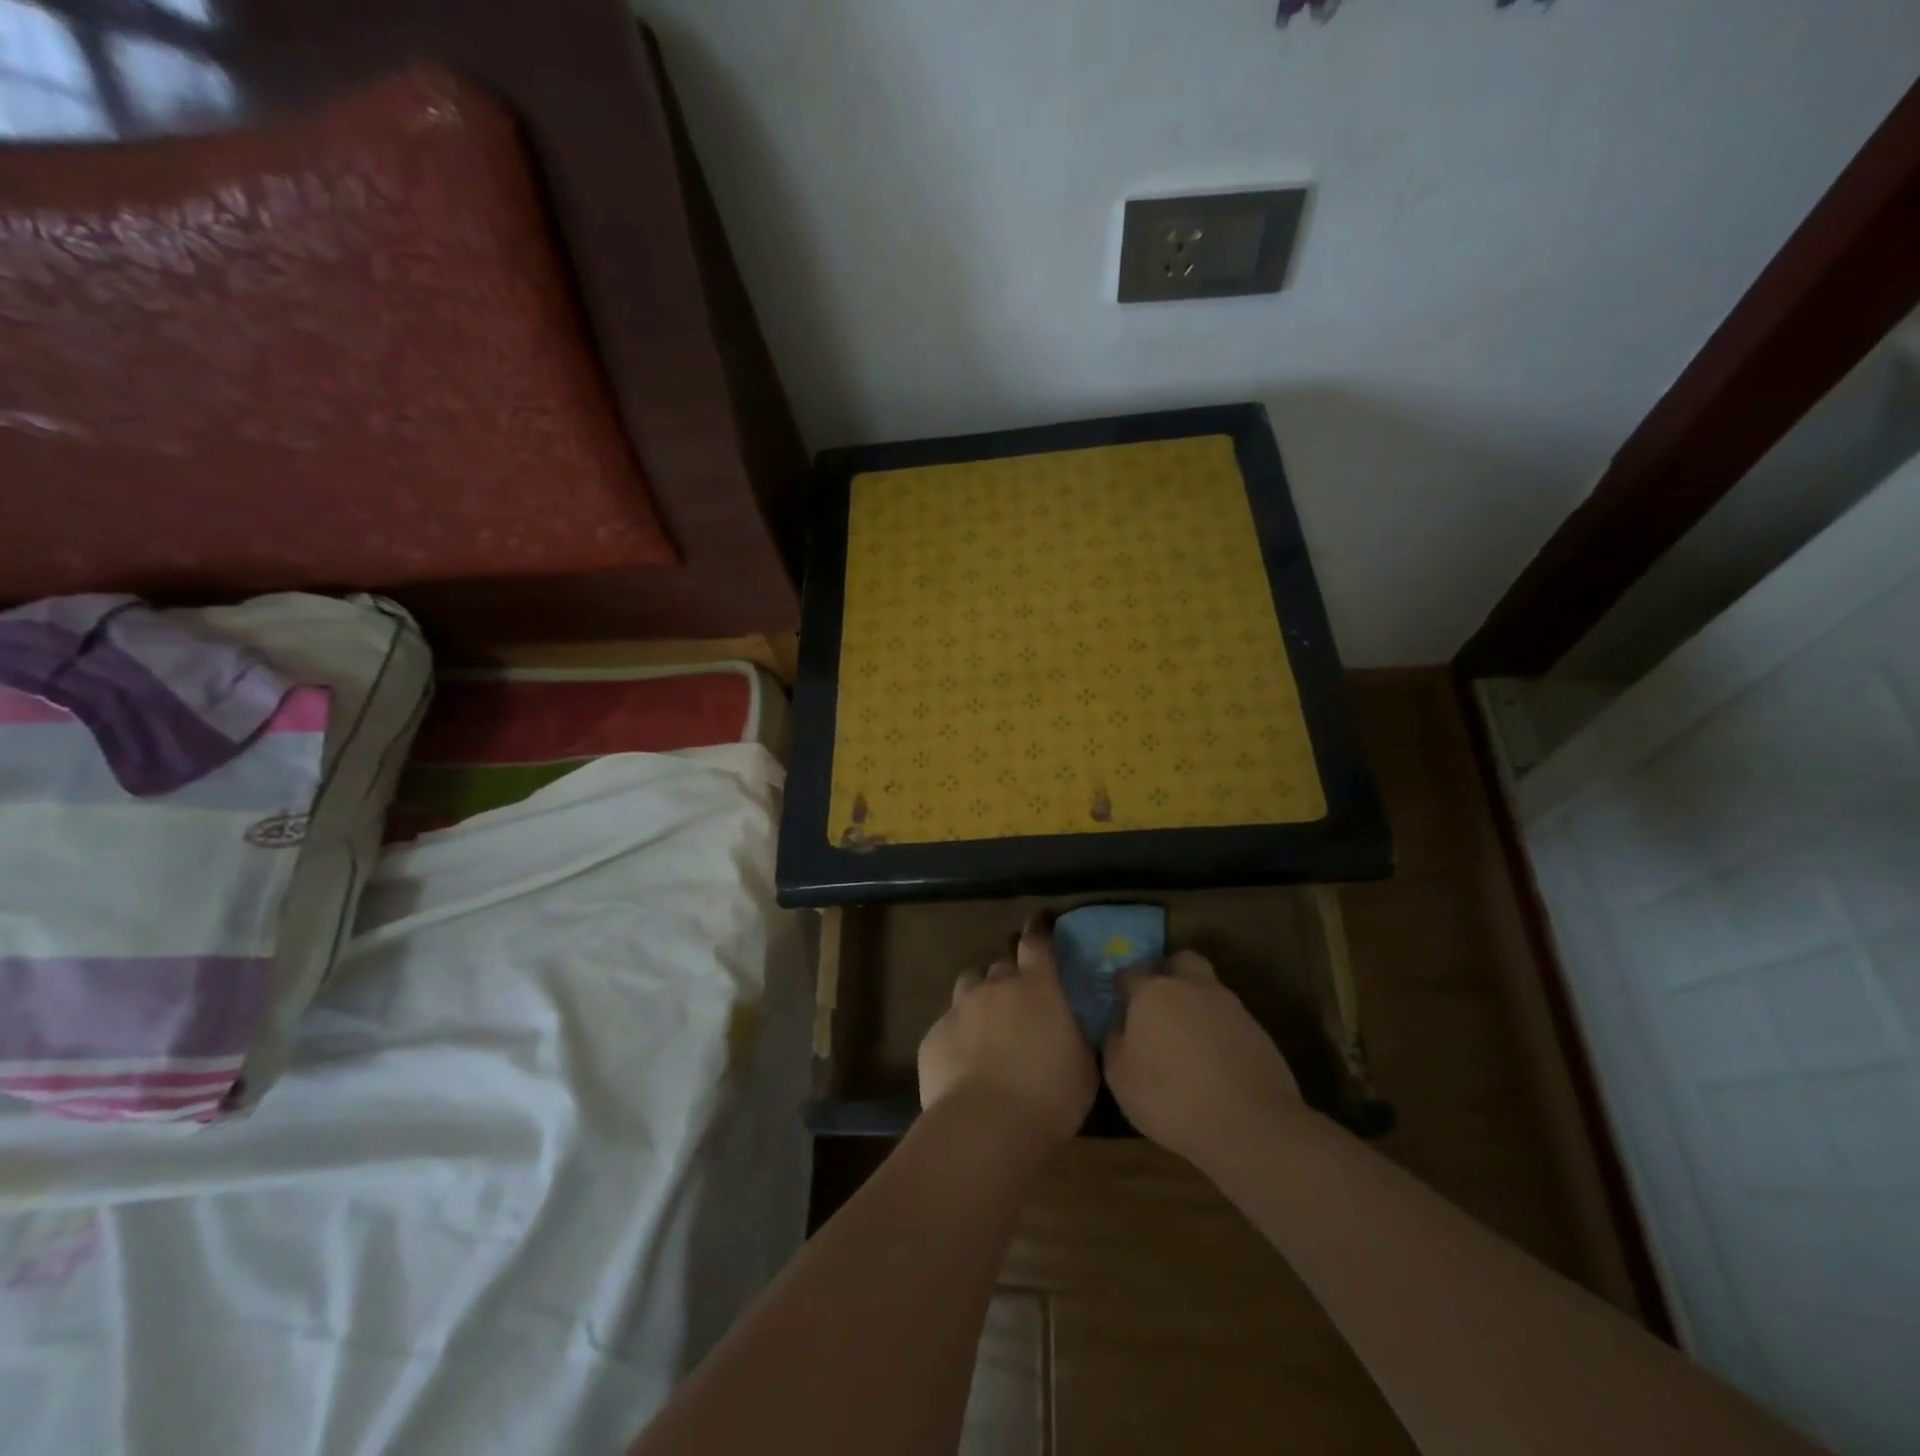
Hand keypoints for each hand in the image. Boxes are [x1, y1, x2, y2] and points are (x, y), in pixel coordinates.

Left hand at [918, 918, 1098, 1144]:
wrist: (986, 1125)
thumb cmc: (1050, 1096)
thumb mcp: (1084, 1066)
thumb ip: (1075, 1035)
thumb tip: (1071, 1026)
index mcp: (1038, 988)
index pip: (1036, 944)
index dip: (1037, 931)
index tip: (1037, 924)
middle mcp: (997, 987)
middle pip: (1001, 967)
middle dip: (1008, 979)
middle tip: (1017, 1004)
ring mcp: (960, 1007)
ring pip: (969, 986)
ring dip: (979, 998)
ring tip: (986, 1027)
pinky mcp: (934, 1035)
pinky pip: (948, 1024)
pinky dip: (958, 1035)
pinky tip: (964, 1062)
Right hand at [1104, 950, 1303, 1170]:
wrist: (1252, 1126)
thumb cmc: (1172, 1099)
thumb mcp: (1120, 1078)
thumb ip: (1115, 1041)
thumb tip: (1120, 1025)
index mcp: (1154, 992)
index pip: (1130, 974)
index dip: (1121, 987)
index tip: (1118, 1002)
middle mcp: (1192, 987)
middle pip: (1181, 962)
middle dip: (1168, 973)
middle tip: (1158, 1003)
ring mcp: (1230, 1007)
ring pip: (1208, 990)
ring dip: (1195, 1004)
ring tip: (1186, 1041)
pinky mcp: (1259, 1031)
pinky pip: (1229, 1020)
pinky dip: (1218, 1031)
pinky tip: (1213, 1061)